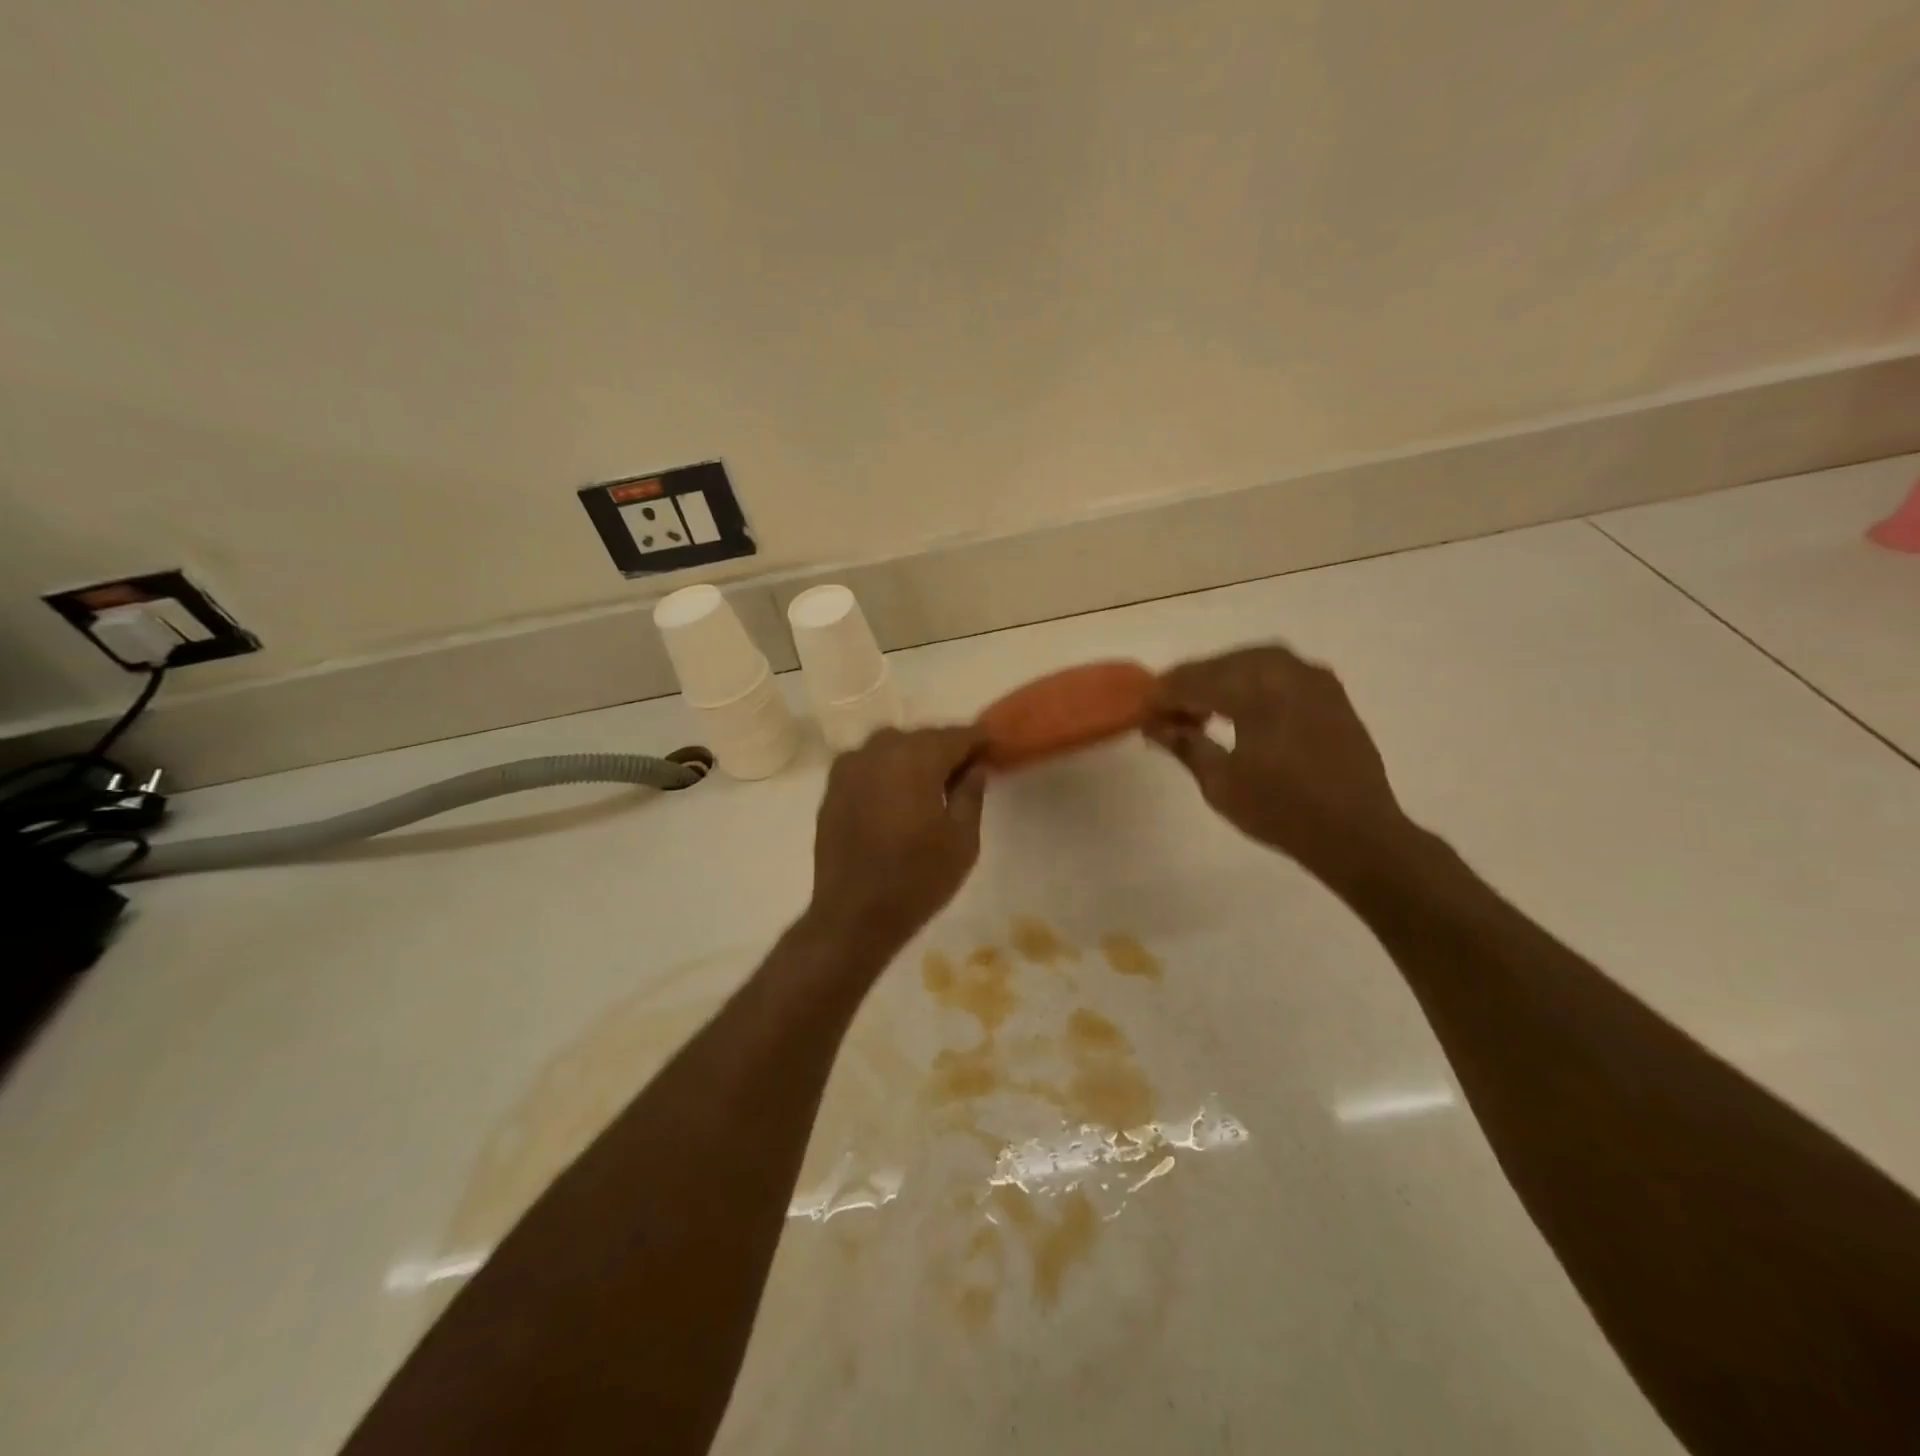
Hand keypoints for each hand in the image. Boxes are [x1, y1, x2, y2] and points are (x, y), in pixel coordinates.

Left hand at [806, 726, 986, 955]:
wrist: (853, 915)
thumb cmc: (918, 879)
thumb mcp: (962, 840)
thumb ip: (971, 794)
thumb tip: (976, 767)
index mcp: (917, 757)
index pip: (957, 735)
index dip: (979, 741)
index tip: (994, 750)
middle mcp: (880, 749)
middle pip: (923, 738)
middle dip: (945, 750)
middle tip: (965, 773)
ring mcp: (850, 766)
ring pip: (893, 749)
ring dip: (914, 759)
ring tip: (930, 788)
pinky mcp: (832, 787)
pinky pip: (869, 766)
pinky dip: (887, 773)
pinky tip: (897, 798)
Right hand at [1147, 645, 1412, 884]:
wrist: (1357, 833)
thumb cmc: (1281, 811)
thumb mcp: (1220, 783)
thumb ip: (1185, 745)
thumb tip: (1155, 726)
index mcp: (1255, 692)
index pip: (1194, 681)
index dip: (1163, 695)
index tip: (1142, 713)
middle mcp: (1285, 672)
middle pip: (1221, 664)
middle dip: (1190, 685)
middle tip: (1167, 715)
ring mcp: (1312, 678)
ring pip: (1250, 662)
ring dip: (1220, 680)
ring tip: (1201, 712)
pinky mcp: (1328, 691)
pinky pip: (1278, 671)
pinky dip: (1251, 682)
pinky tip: (1240, 709)